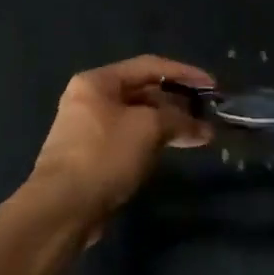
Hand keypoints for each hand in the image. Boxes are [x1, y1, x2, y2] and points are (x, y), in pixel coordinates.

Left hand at [30, 56, 214, 226]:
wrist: (62, 208)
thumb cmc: (104, 155)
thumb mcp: (148, 129)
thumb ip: (178, 120)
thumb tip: (204, 128)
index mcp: (97, 81)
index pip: (148, 66)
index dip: (184, 73)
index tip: (211, 85)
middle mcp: (90, 98)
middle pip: (142, 91)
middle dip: (177, 101)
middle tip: (207, 112)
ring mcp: (88, 128)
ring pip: (137, 117)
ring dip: (168, 124)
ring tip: (199, 134)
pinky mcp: (91, 156)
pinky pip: (129, 138)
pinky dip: (152, 140)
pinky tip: (173, 148)